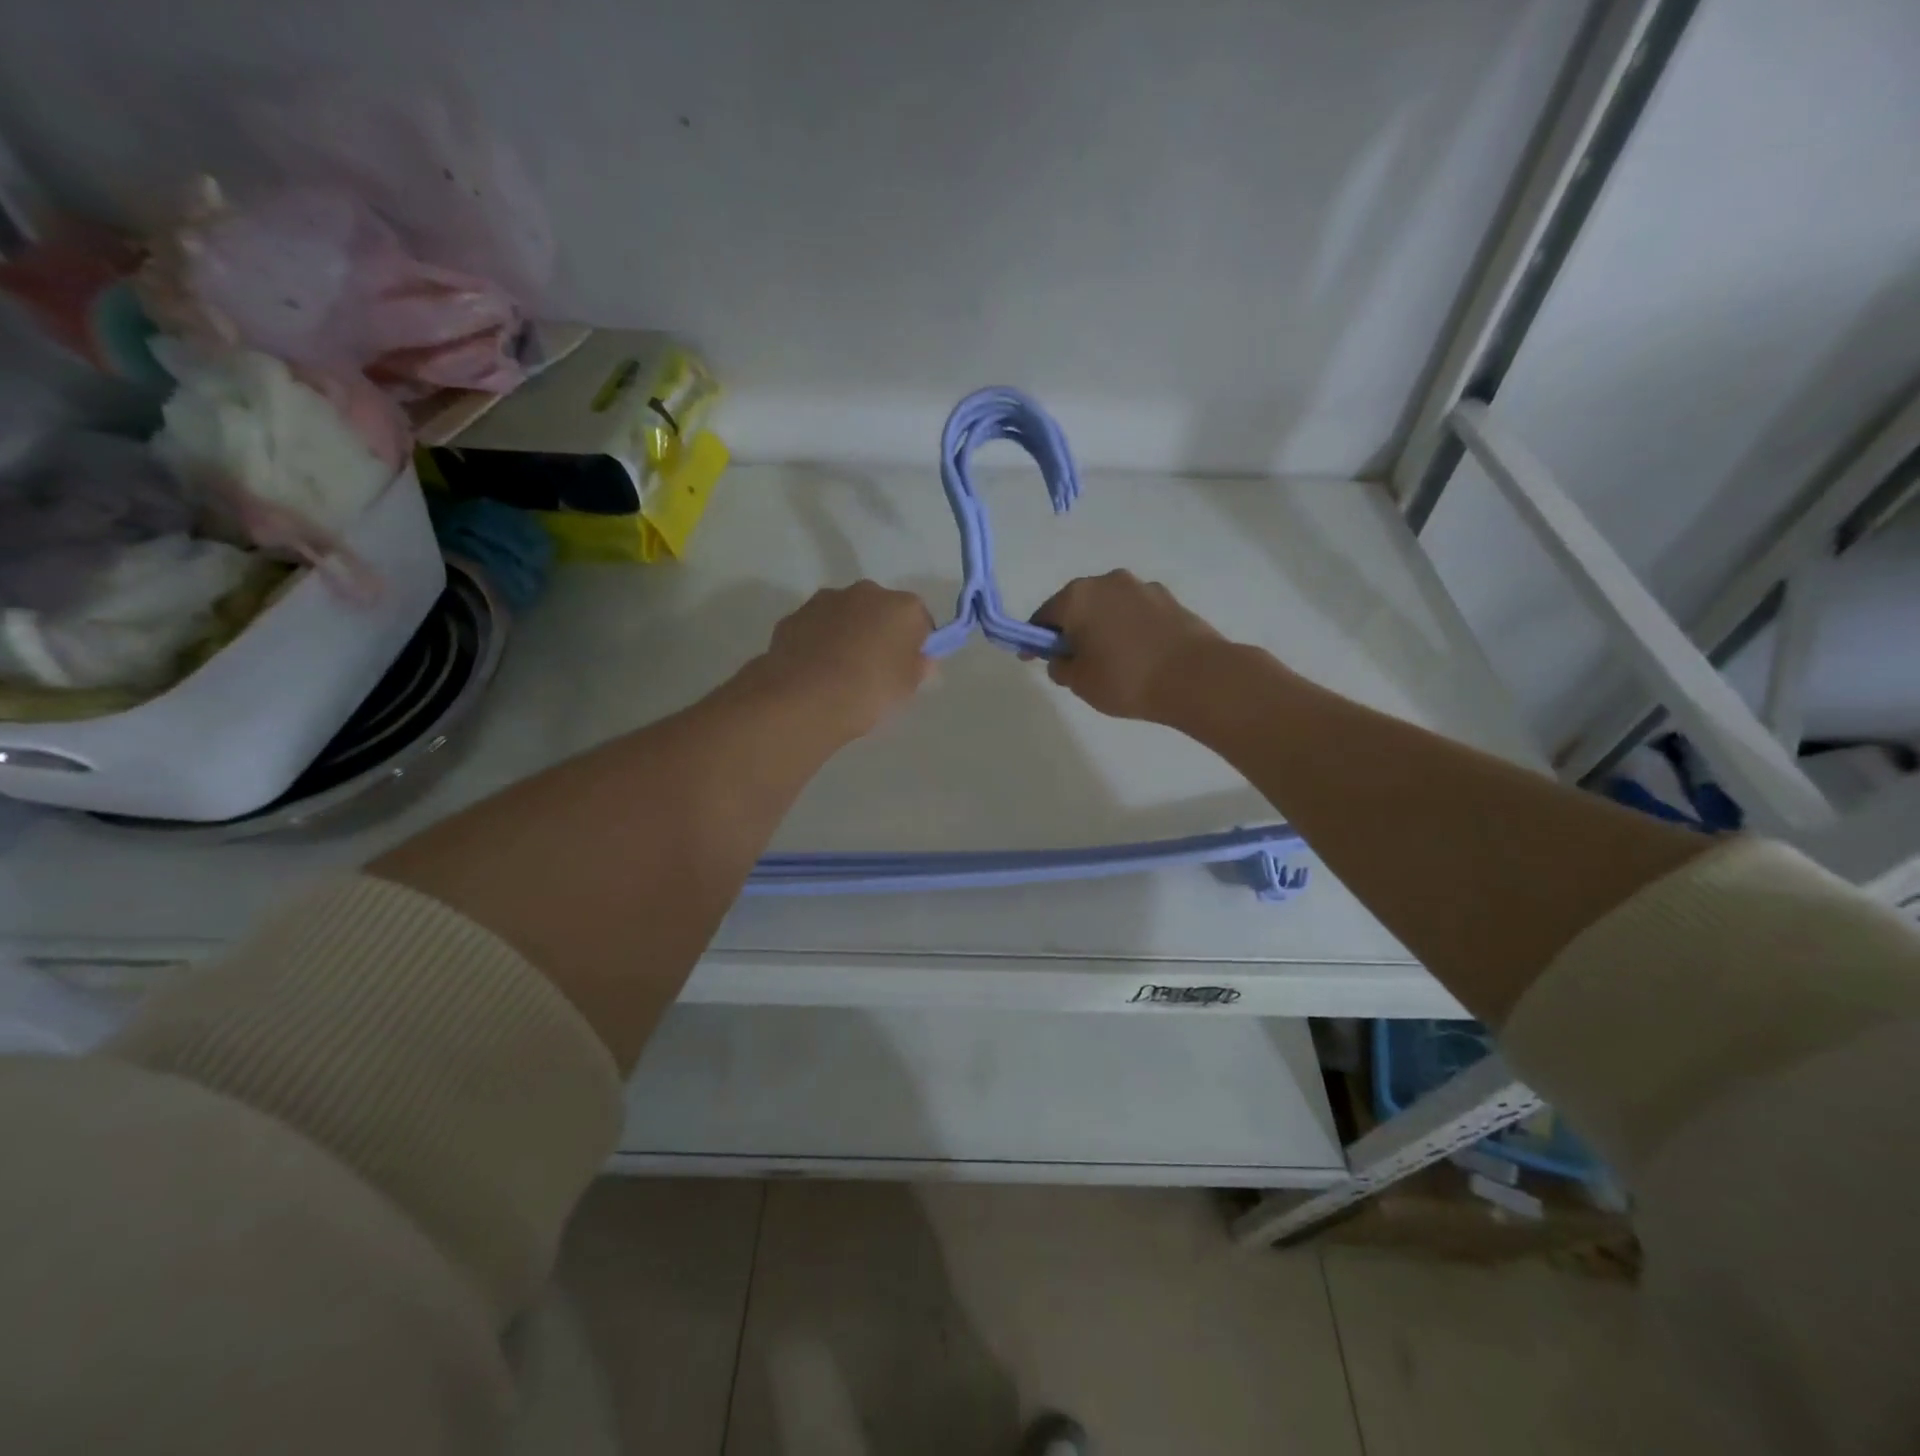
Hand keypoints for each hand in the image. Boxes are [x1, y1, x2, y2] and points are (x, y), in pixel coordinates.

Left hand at [758, 581, 935, 740]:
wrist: (805, 699)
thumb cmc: (869, 691)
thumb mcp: (906, 688)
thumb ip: (917, 667)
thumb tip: (918, 659)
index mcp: (903, 607)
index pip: (920, 621)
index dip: (916, 644)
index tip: (908, 667)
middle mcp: (866, 593)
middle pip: (881, 610)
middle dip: (879, 632)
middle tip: (875, 669)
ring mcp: (826, 600)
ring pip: (846, 615)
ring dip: (847, 633)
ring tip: (840, 672)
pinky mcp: (794, 615)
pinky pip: (817, 627)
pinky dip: (819, 642)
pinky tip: (816, 671)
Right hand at [1029, 570, 1225, 720]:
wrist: (1196, 677)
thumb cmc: (1126, 679)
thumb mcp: (1079, 682)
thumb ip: (1061, 667)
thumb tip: (1063, 658)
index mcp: (1078, 597)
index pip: (1044, 616)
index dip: (1035, 640)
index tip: (1034, 659)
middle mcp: (1108, 582)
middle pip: (1077, 606)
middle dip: (1071, 629)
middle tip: (1073, 661)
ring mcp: (1142, 587)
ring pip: (1109, 607)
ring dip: (1102, 627)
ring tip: (1110, 660)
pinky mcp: (1169, 599)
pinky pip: (1135, 614)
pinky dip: (1128, 629)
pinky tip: (1137, 655)